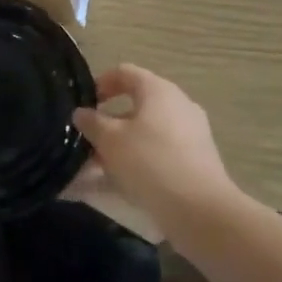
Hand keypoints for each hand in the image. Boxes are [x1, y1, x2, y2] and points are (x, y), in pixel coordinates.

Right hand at [71, 65, 240, 228]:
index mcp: (157, 90)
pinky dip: (141, 158)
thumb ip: (91, 122)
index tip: (85, 104)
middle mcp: (179, 104)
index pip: (124, 72)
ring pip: (148, 130)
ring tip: (101, 167)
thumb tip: (82, 113)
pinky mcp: (198, 158)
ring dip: (123, 143)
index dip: (101, 83)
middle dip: (110, 120)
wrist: (200, 209)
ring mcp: (192, 131)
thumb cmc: (149, 162)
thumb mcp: (109, 140)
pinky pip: (161, 150)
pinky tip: (125, 182)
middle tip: (90, 140)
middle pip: (137, 103)